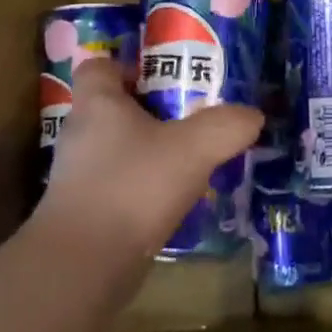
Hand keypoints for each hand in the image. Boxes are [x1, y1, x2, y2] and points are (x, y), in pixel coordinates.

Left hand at [23, 58, 262, 319]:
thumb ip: (227, 126)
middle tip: (193, 116)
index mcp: (98, 104)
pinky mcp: (84, 212)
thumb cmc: (132, 187)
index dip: (129, 65)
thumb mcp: (193, 149)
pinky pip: (119, 185)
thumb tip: (253, 115)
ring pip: (119, 148)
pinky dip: (144, 187)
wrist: (83, 266)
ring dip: (151, 151)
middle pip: (115, 107)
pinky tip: (176, 199)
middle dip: (152, 110)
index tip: (165, 77)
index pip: (99, 66)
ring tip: (192, 159)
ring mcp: (79, 176)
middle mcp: (82, 134)